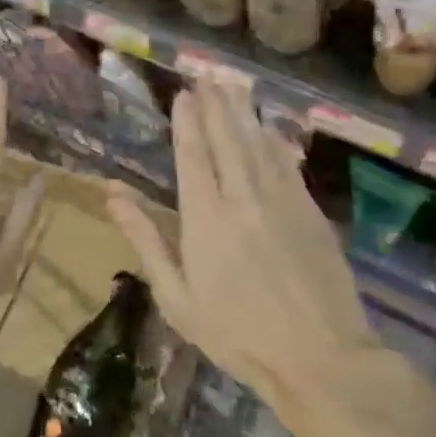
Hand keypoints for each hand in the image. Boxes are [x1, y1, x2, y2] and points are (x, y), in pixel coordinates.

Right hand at [106, 84, 380, 427]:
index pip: (193, 155)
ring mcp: (283, 203)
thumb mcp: (177, 297)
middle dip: (216, 105)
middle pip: (228, 139)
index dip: (187, 122)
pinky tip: (270, 128)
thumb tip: (112, 193)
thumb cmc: (237, 334)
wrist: (323, 360)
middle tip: (207, 76)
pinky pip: (288, 165)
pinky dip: (275, 141)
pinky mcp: (312, 213)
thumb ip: (146, 239)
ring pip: (259, 145)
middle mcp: (243, 199)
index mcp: (206, 219)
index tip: (183, 94)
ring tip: (232, 86)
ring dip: (244, 113)